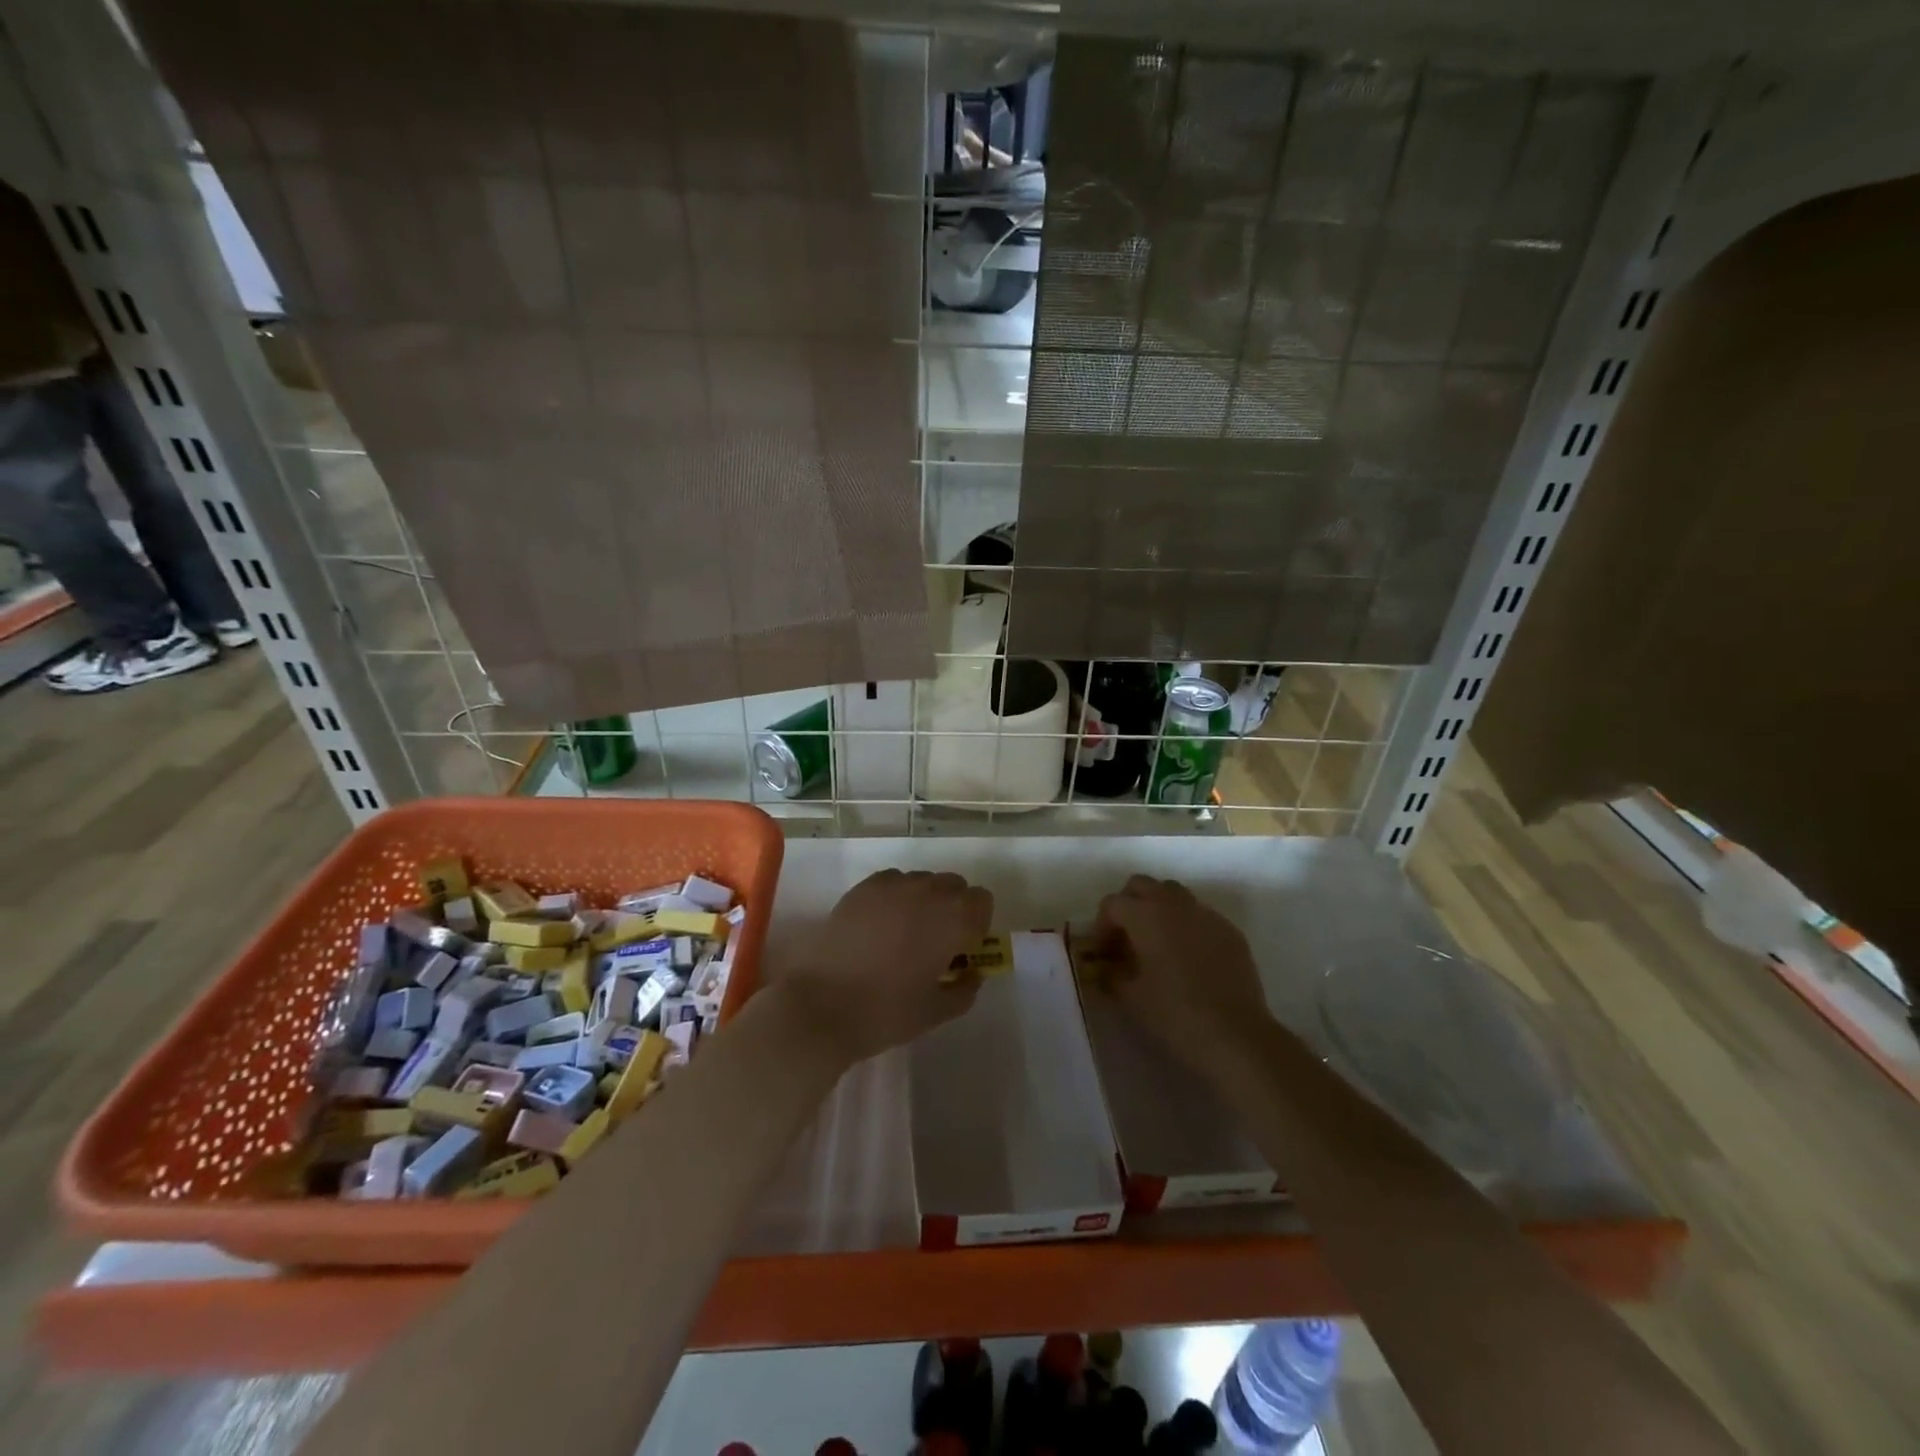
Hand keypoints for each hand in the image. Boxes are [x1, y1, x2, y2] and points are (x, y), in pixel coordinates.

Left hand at [781, 869, 992, 1066]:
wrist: (820, 1005)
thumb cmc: (885, 1012)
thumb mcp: (936, 1012)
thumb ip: (964, 989)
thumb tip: (972, 973)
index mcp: (953, 919)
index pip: (982, 901)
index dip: (976, 924)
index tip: (961, 950)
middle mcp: (927, 892)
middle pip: (955, 886)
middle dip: (953, 908)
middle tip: (936, 943)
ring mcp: (892, 885)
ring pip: (923, 881)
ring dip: (924, 900)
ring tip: (905, 933)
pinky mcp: (862, 888)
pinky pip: (893, 881)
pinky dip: (896, 896)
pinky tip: (880, 926)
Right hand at [1093, 875, 1270, 1066]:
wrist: (1235, 1035)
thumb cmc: (1174, 1013)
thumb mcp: (1130, 996)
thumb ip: (1110, 974)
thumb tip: (1101, 966)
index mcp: (1145, 915)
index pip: (1112, 903)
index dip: (1102, 926)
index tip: (1104, 953)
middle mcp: (1174, 904)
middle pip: (1142, 885)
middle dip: (1129, 905)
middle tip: (1127, 939)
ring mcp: (1206, 914)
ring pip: (1173, 894)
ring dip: (1159, 909)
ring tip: (1157, 943)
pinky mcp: (1229, 930)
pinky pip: (1200, 915)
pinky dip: (1186, 925)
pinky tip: (1189, 958)